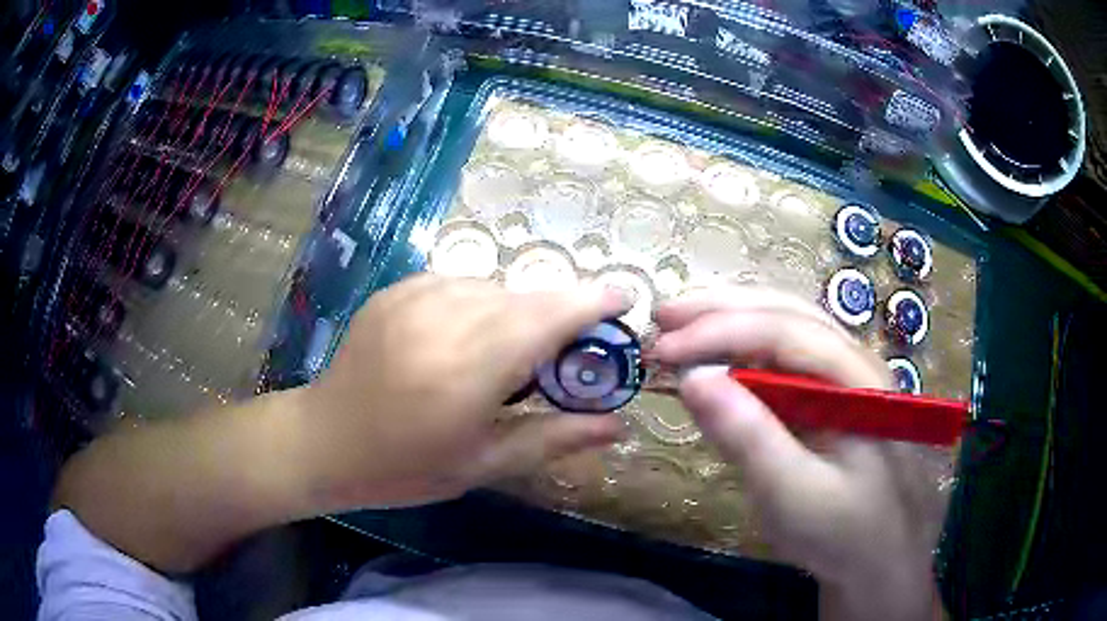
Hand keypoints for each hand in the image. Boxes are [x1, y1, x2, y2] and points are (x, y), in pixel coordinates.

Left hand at [297, 274, 628, 509]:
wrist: (325, 441)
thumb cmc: (405, 466)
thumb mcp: (484, 463)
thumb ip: (555, 437)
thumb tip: (618, 425)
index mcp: (469, 368)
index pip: (547, 316)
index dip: (592, 302)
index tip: (624, 301)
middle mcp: (444, 318)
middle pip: (526, 297)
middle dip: (559, 314)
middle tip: (566, 350)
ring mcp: (414, 296)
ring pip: (493, 287)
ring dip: (516, 311)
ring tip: (506, 353)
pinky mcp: (396, 290)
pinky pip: (458, 283)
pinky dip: (477, 303)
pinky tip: (463, 338)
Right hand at [650, 287, 940, 620]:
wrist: (882, 557)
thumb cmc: (844, 532)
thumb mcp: (793, 494)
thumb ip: (747, 436)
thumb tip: (691, 378)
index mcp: (857, 380)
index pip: (785, 331)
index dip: (720, 330)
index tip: (663, 348)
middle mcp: (854, 362)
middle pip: (787, 312)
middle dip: (722, 308)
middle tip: (663, 317)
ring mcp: (845, 378)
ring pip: (786, 328)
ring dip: (732, 320)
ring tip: (682, 326)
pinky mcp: (831, 399)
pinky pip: (786, 360)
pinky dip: (745, 350)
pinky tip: (719, 360)